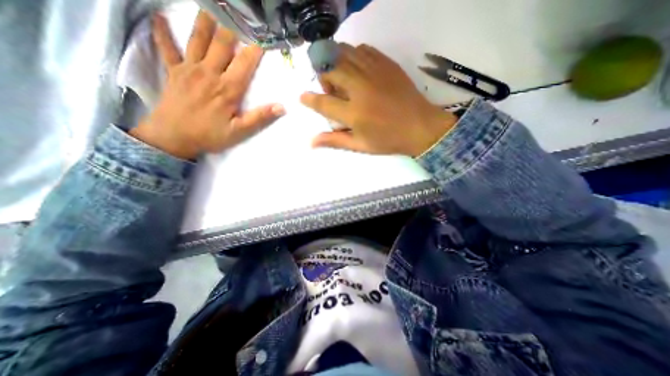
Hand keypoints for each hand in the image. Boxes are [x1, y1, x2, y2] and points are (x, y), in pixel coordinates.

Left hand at [130, 10, 285, 157]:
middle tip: (239, 14)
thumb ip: (259, 117)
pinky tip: (158, 17)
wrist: (173, 138)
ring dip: (205, 21)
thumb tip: (281, 107)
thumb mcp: (240, 131)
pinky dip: (161, 32)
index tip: (264, 37)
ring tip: (211, 7)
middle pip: (222, 44)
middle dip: (232, 27)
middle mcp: (209, 73)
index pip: (245, 63)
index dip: (255, 49)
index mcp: (228, 88)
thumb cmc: (210, 135)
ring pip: (198, 39)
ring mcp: (189, 69)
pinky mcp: (173, 71)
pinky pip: (166, 47)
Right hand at [302, 42, 458, 154]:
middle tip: (331, 90)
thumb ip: (335, 140)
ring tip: (342, 78)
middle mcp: (361, 88)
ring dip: (335, 63)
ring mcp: (374, 72)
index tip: (302, 97)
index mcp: (354, 113)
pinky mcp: (386, 63)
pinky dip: (353, 56)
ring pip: (344, 53)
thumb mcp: (360, 145)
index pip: (323, 103)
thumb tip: (311, 142)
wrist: (420, 127)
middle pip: (330, 69)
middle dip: (323, 77)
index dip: (309, 100)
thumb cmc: (388, 140)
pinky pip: (362, 49)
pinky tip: (357, 69)